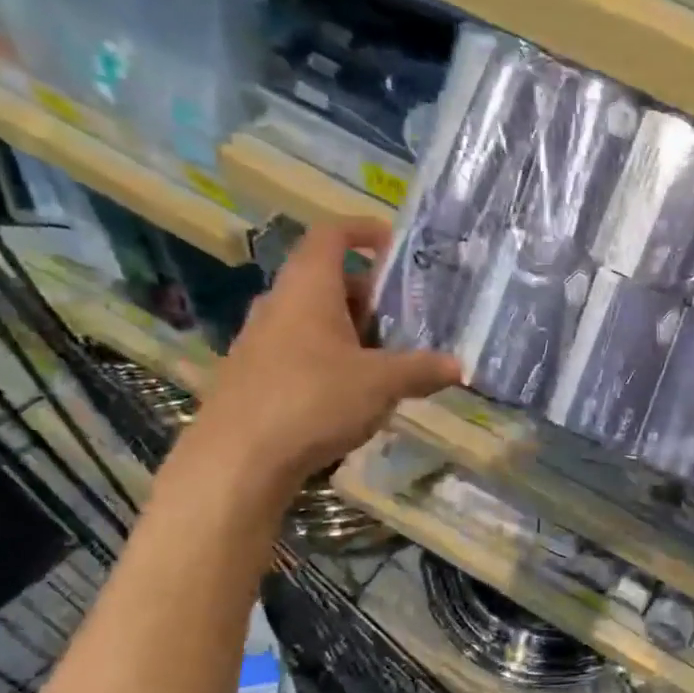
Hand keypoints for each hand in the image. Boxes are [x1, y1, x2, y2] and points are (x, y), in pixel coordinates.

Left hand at [179, 218, 458, 495]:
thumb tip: (458, 366)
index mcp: (308, 288)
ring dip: (350, 330)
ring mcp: (260, 341)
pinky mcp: (253, 376)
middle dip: (369, 294)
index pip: (332, 235)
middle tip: (405, 317)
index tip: (395, 245)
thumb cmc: (313, 401)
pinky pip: (299, 351)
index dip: (364, 231)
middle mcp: (279, 304)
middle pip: (326, 280)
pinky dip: (329, 358)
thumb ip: (422, 370)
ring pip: (313, 319)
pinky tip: (351, 394)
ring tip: (386, 359)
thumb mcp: (381, 384)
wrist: (235, 461)